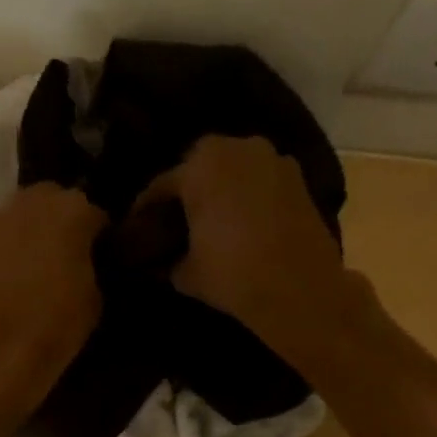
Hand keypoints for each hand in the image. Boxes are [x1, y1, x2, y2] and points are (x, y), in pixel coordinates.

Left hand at [0, 183, 106, 422]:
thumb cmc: (55, 325)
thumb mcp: (94, 297)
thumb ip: (89, 265)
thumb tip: (83, 261)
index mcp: (74, 211)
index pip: (95, 214)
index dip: (98, 235)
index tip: (98, 255)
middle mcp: (33, 202)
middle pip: (53, 200)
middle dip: (61, 220)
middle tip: (65, 252)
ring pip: (22, 212)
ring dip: (31, 228)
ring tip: (36, 260)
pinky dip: (7, 244)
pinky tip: (11, 270)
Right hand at [139, 135, 353, 355]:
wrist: (297, 287)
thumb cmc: (231, 273)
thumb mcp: (185, 273)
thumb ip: (169, 260)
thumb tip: (163, 261)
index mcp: (199, 166)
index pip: (161, 186)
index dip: (146, 209)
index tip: (137, 226)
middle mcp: (236, 149)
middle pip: (200, 165)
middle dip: (188, 187)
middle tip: (179, 218)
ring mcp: (272, 159)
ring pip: (235, 168)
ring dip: (223, 187)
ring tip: (214, 218)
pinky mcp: (298, 178)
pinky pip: (261, 180)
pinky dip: (250, 194)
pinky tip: (244, 221)